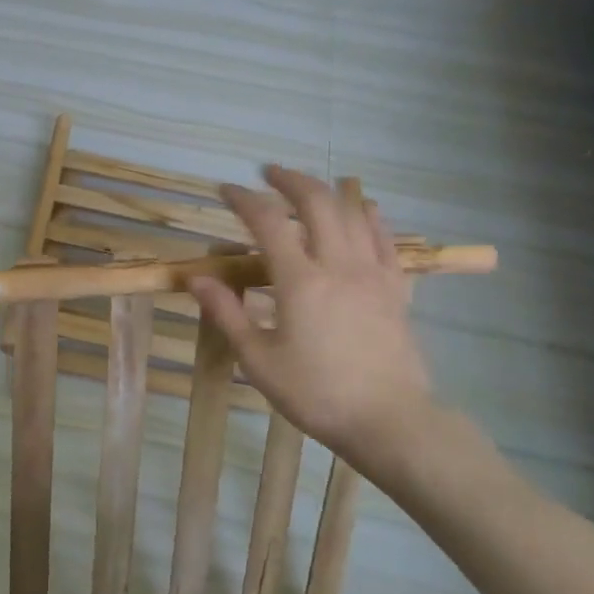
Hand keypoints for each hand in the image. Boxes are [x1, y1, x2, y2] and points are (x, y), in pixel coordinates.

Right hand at [189, 166, 433, 466]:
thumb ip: (227, 315)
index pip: (267, 222)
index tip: (225, 190)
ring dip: (327, 191)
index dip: (243, 199)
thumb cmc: (317, 394)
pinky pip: (385, 238)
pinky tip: (361, 209)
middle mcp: (339, 265)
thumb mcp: (259, 361)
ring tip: (308, 187)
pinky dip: (368, 216)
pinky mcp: (396, 288)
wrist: (389, 420)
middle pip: (317, 202)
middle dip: (290, 180)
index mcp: (300, 281)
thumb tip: (196, 279)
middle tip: (268, 173)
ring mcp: (373, 273)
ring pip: (353, 213)